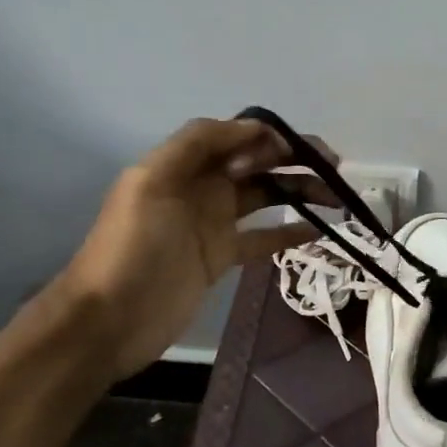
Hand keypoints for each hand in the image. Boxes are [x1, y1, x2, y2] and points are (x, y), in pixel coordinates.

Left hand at [49, 117, 335, 380]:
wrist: (110, 319)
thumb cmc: (132, 247)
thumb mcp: (152, 182)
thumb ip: (197, 144)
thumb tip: (254, 127)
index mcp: (184, 165)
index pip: (234, 137)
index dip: (267, 135)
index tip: (299, 147)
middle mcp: (202, 187)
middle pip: (256, 163)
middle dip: (294, 159)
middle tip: (334, 165)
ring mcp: (213, 223)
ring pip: (265, 196)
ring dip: (299, 191)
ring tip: (336, 197)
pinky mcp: (222, 258)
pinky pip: (262, 238)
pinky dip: (289, 232)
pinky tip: (318, 231)